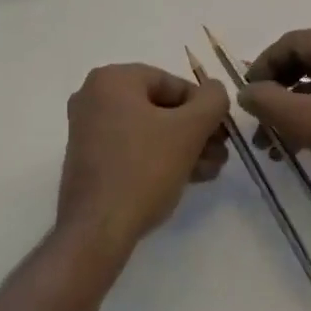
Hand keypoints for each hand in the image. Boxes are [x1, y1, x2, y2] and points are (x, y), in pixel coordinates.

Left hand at [57, 64, 229, 255]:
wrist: (96, 231)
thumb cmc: (143, 170)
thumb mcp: (188, 131)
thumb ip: (212, 102)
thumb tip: (215, 90)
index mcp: (112, 79)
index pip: (171, 82)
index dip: (203, 106)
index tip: (222, 131)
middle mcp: (94, 97)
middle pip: (159, 107)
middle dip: (194, 131)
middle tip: (220, 152)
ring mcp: (88, 129)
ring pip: (148, 130)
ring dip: (183, 147)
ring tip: (210, 170)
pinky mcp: (89, 160)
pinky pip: (132, 148)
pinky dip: (159, 158)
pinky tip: (188, 178)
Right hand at [240, 30, 310, 224]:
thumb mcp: (307, 121)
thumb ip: (269, 102)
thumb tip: (244, 92)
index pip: (292, 42)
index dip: (264, 64)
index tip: (247, 92)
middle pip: (303, 63)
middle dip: (275, 91)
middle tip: (256, 119)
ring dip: (289, 111)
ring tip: (269, 144)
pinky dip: (309, 120)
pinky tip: (294, 149)